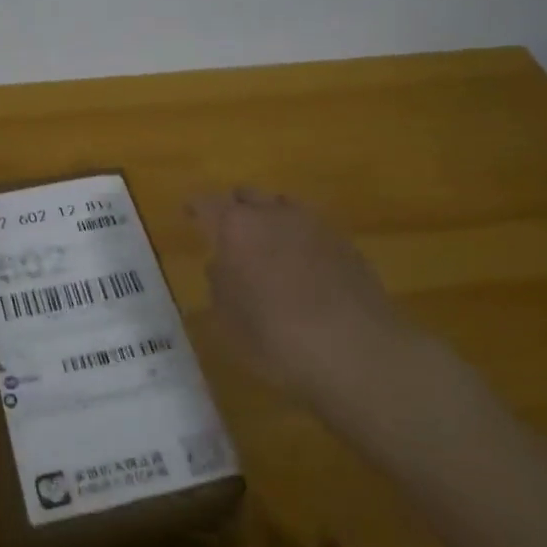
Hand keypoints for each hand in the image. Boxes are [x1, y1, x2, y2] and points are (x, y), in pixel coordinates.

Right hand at [187, 188, 426, 412]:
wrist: (357, 350)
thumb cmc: (276, 338)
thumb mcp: (228, 320)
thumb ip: (220, 283)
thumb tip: (222, 264)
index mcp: (235, 227)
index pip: (207, 203)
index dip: (196, 208)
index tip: (189, 214)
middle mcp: (273, 214)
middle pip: (247, 195)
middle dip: (234, 208)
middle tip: (227, 231)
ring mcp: (313, 224)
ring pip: (282, 206)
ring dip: (269, 219)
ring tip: (266, 246)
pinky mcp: (344, 242)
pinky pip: (310, 228)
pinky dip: (298, 239)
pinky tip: (301, 266)